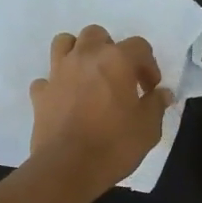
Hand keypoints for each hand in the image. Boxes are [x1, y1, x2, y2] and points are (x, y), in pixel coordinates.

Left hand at [29, 25, 173, 197]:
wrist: (68, 168)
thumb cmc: (114, 145)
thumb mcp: (148, 128)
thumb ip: (156, 105)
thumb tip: (162, 94)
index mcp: (116, 60)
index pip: (139, 46)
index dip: (149, 65)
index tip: (150, 89)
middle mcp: (85, 57)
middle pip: (96, 35)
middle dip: (110, 49)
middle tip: (119, 76)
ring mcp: (58, 73)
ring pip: (64, 43)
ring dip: (77, 53)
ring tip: (88, 75)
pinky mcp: (40, 94)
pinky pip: (47, 79)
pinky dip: (56, 85)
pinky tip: (65, 100)